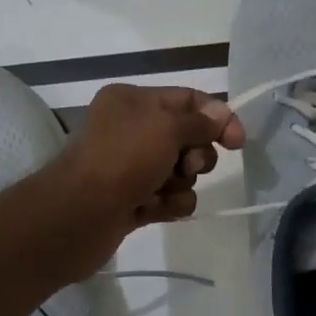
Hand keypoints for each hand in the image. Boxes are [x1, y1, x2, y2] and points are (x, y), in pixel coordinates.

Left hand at [40, 84, 243, 274]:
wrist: (78, 216)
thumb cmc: (122, 160)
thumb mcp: (166, 128)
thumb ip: (200, 122)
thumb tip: (220, 117)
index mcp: (132, 100)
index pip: (187, 99)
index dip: (217, 117)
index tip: (237, 142)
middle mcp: (129, 129)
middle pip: (187, 137)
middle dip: (196, 155)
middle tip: (187, 167)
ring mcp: (129, 167)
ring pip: (180, 172)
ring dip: (181, 184)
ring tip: (160, 192)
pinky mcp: (131, 201)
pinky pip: (168, 198)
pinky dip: (168, 204)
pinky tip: (153, 210)